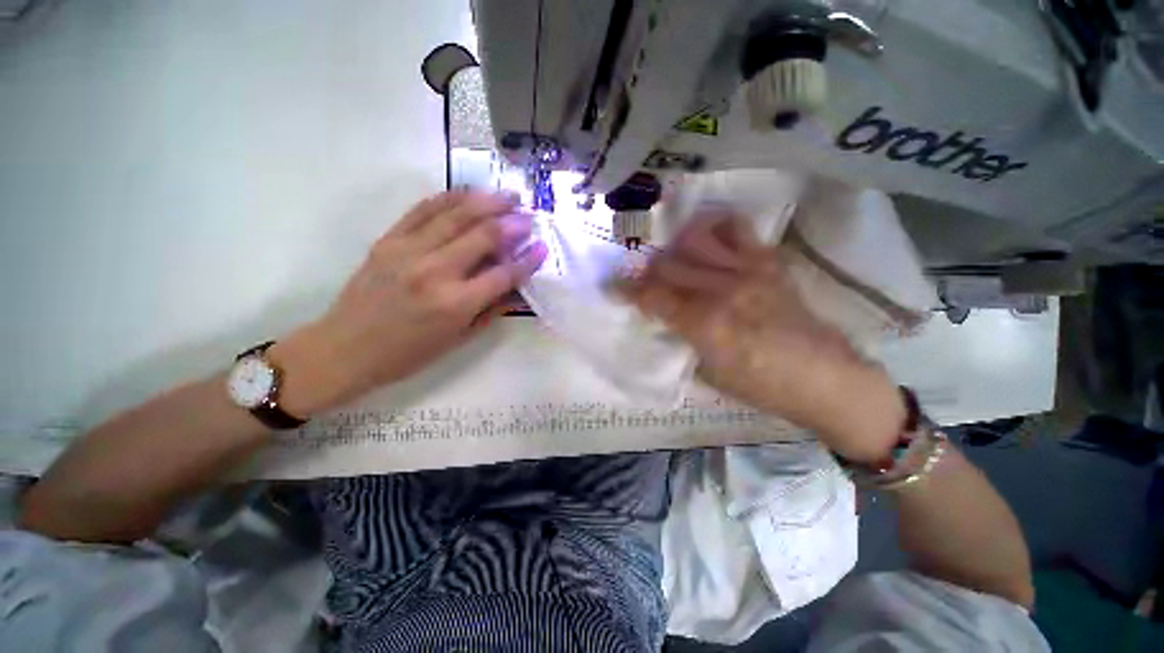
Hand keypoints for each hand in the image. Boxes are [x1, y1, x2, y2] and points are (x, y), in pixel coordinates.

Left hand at [273, 191, 546, 415]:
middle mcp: (435, 272)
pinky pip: (423, 210)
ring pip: (456, 215)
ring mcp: (408, 251)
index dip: (528, 260)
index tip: (542, 248)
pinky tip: (468, 193)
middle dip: (512, 223)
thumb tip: (517, 288)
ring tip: (507, 196)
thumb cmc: (408, 354)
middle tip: (528, 216)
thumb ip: (491, 310)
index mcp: (455, 304)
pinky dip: (449, 198)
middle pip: (483, 236)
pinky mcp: (388, 240)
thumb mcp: (458, 339)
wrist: (345, 349)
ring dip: (487, 201)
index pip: (503, 274)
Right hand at [619, 209, 904, 462]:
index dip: (627, 291)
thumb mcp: (709, 373)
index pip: (653, 297)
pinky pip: (735, 230)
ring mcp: (747, 271)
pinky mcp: (768, 262)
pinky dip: (714, 230)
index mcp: (705, 324)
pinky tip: (707, 243)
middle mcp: (722, 289)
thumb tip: (664, 318)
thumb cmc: (762, 387)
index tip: (613, 287)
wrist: (826, 379)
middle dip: (646, 272)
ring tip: (671, 260)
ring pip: (694, 241)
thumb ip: (682, 339)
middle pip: (668, 266)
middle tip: (641, 280)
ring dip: (674, 249)